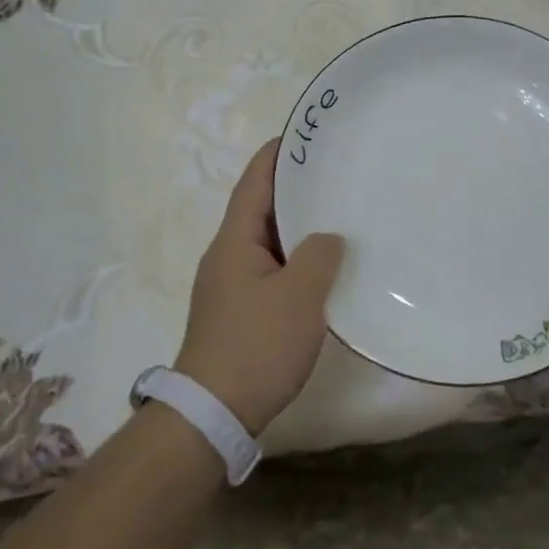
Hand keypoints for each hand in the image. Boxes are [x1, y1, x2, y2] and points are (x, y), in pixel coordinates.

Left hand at [174, 138, 345, 436]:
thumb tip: (327, 239)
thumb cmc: (256, 345)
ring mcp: (229, 285)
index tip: (302, 134)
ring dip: (296, 225)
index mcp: (234, 240)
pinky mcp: (237, 312)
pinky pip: (269, 268)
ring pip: (266, 240)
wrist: (212, 414)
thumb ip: (319, 255)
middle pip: (260, 208)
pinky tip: (321, 267)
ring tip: (335, 213)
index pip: (254, 182)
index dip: (276, 155)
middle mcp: (226, 255)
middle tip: (333, 172)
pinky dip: (294, 257)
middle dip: (293, 188)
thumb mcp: (299, 296)